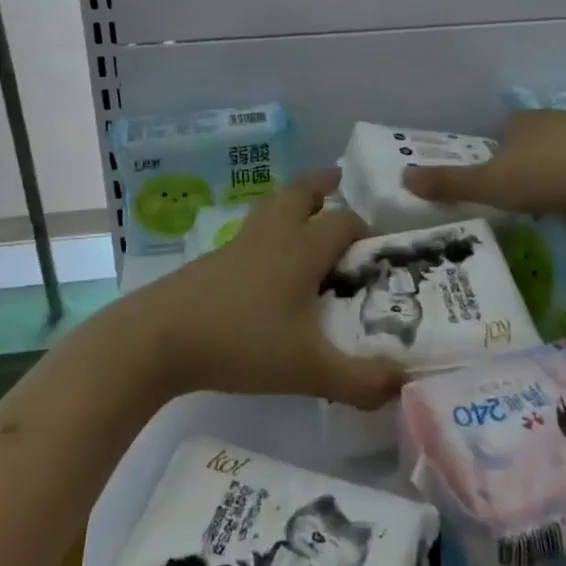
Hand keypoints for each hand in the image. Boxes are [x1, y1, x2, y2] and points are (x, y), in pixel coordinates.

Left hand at [127, 169, 406, 410]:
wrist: (161, 337)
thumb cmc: (242, 343)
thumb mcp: (309, 370)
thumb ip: (360, 381)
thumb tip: (405, 383)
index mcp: (301, 250)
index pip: (343, 222)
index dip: (364, 229)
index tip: (379, 247)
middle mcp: (272, 236)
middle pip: (300, 192)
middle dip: (322, 185)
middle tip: (338, 183)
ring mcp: (239, 244)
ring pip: (271, 206)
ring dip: (291, 200)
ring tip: (305, 210)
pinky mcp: (214, 260)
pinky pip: (251, 231)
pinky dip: (267, 229)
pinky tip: (266, 261)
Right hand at [402, 108, 565, 216]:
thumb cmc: (544, 177)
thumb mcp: (488, 185)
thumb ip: (449, 183)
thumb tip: (403, 178)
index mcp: (522, 121)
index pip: (504, 133)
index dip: (498, 157)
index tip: (500, 184)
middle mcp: (555, 119)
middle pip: (536, 141)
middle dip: (530, 165)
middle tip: (527, 199)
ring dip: (562, 174)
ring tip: (559, 206)